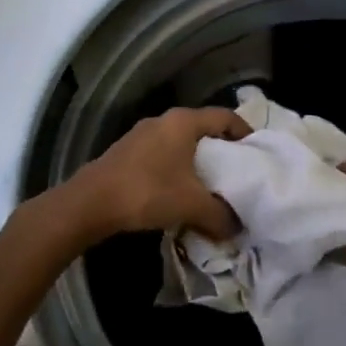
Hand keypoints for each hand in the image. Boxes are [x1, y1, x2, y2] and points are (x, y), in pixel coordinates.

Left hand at [63, 107, 247, 240]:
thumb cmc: (147, 192)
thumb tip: (237, 228)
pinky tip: (178, 192)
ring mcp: (142, 134)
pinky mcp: (127, 152)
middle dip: (222, 150)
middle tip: (237, 173)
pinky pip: (163, 154)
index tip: (256, 154)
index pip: (225, 117)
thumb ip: (221, 215)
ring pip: (181, 143)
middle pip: (203, 129)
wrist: (89, 203)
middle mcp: (164, 120)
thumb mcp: (192, 206)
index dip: (245, 133)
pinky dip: (177, 168)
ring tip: (210, 186)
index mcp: (184, 122)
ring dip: (197, 161)